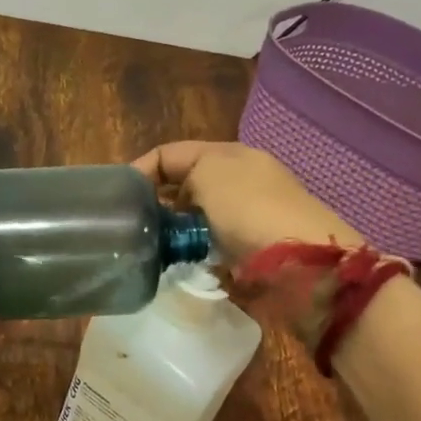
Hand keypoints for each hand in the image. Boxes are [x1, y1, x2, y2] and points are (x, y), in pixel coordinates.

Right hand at [132, 140, 359, 265]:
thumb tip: (167, 199)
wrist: (304, 265)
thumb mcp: (209, 173)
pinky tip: (180, 264)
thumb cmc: (251, 211)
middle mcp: (239, 182)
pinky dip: (193, 255)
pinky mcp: (251, 253)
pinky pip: (209, 249)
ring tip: (150, 248)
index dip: (140, 170)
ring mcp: (247, 219)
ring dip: (174, 232)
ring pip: (194, 221)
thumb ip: (178, 173)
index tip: (116, 199)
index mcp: (229, 156)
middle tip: (131, 226)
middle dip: (156, 204)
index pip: (170, 155)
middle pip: (183, 187)